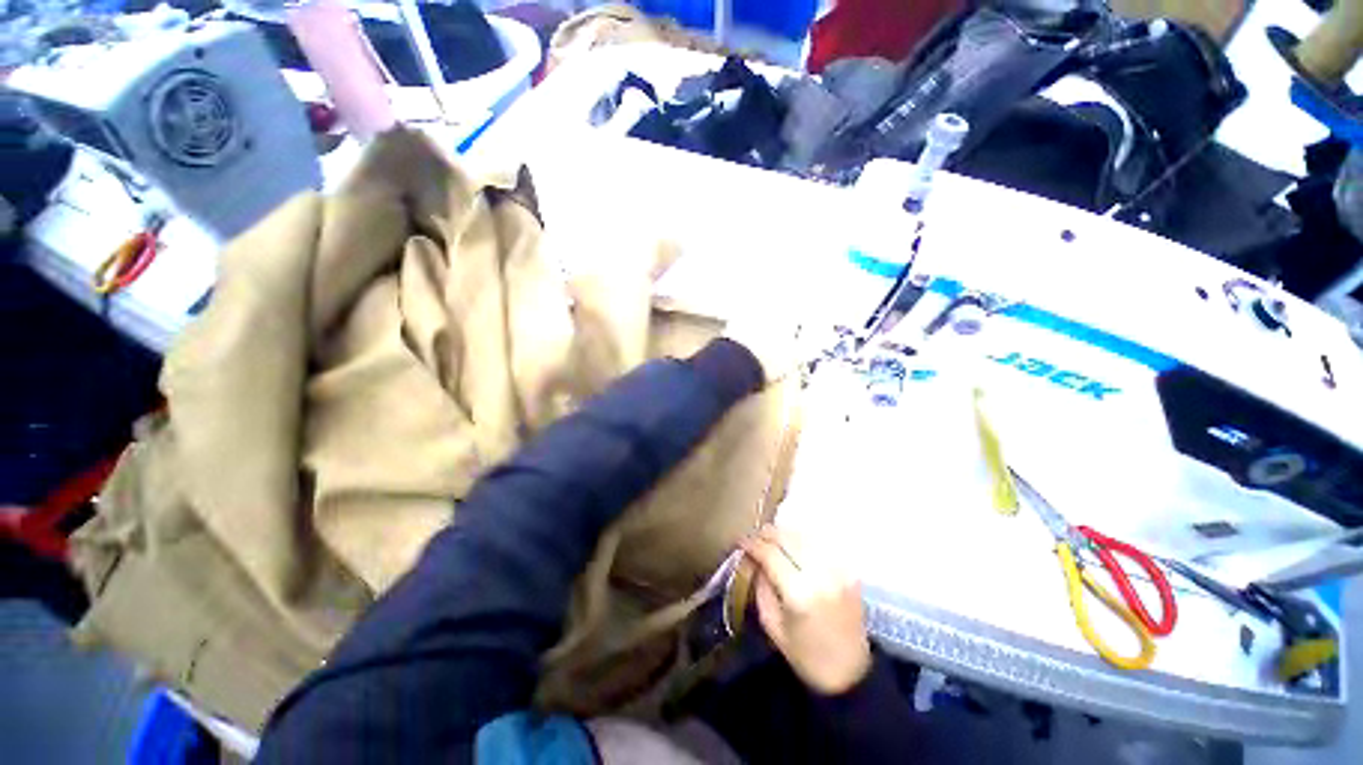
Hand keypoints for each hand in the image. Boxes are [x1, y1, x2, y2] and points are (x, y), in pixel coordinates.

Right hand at [740, 525, 871, 694]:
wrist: (851, 672)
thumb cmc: (805, 655)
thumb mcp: (771, 624)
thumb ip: (760, 585)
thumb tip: (753, 558)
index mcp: (799, 593)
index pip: (770, 552)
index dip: (752, 543)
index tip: (740, 541)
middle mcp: (820, 574)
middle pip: (787, 537)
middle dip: (766, 534)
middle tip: (754, 538)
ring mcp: (838, 569)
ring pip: (803, 535)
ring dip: (784, 534)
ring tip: (771, 540)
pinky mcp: (849, 569)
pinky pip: (820, 544)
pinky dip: (802, 540)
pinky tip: (794, 547)